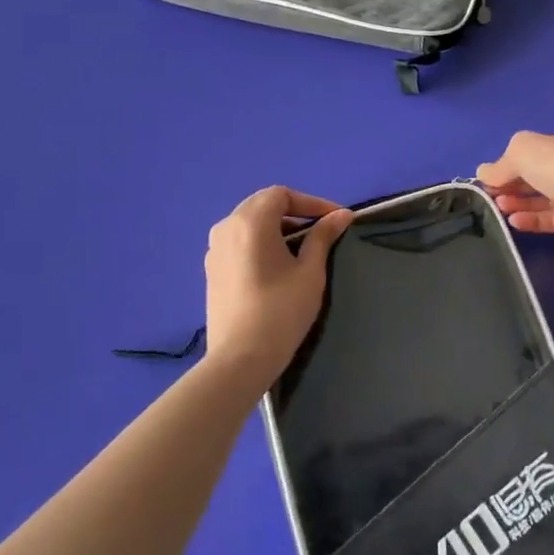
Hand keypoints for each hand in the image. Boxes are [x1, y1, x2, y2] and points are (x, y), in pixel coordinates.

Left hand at [203, 187, 352, 390]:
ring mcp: (214, 250)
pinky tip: (277, 265)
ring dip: (277, 227)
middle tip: (321, 230)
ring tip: (302, 248)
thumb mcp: (310, 271)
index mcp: (250, 221)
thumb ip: (323, 236)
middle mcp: (226, 227)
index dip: (311, 202)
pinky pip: (239, 242)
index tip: (335, 219)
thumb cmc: (281, 310)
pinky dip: (260, 242)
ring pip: (249, 224)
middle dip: (294, 212)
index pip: (282, 195)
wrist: (240, 359)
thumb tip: (342, 214)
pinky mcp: (212, 270)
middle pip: (263, 205)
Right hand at [476, 123, 553, 250]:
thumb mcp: (521, 150)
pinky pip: (551, 217)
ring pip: (545, 196)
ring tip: (499, 207)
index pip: (542, 144)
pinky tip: (514, 221)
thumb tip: (483, 173)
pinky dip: (531, 218)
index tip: (494, 172)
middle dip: (514, 182)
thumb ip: (501, 163)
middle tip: (492, 192)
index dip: (516, 157)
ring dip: (520, 201)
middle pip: (541, 171)